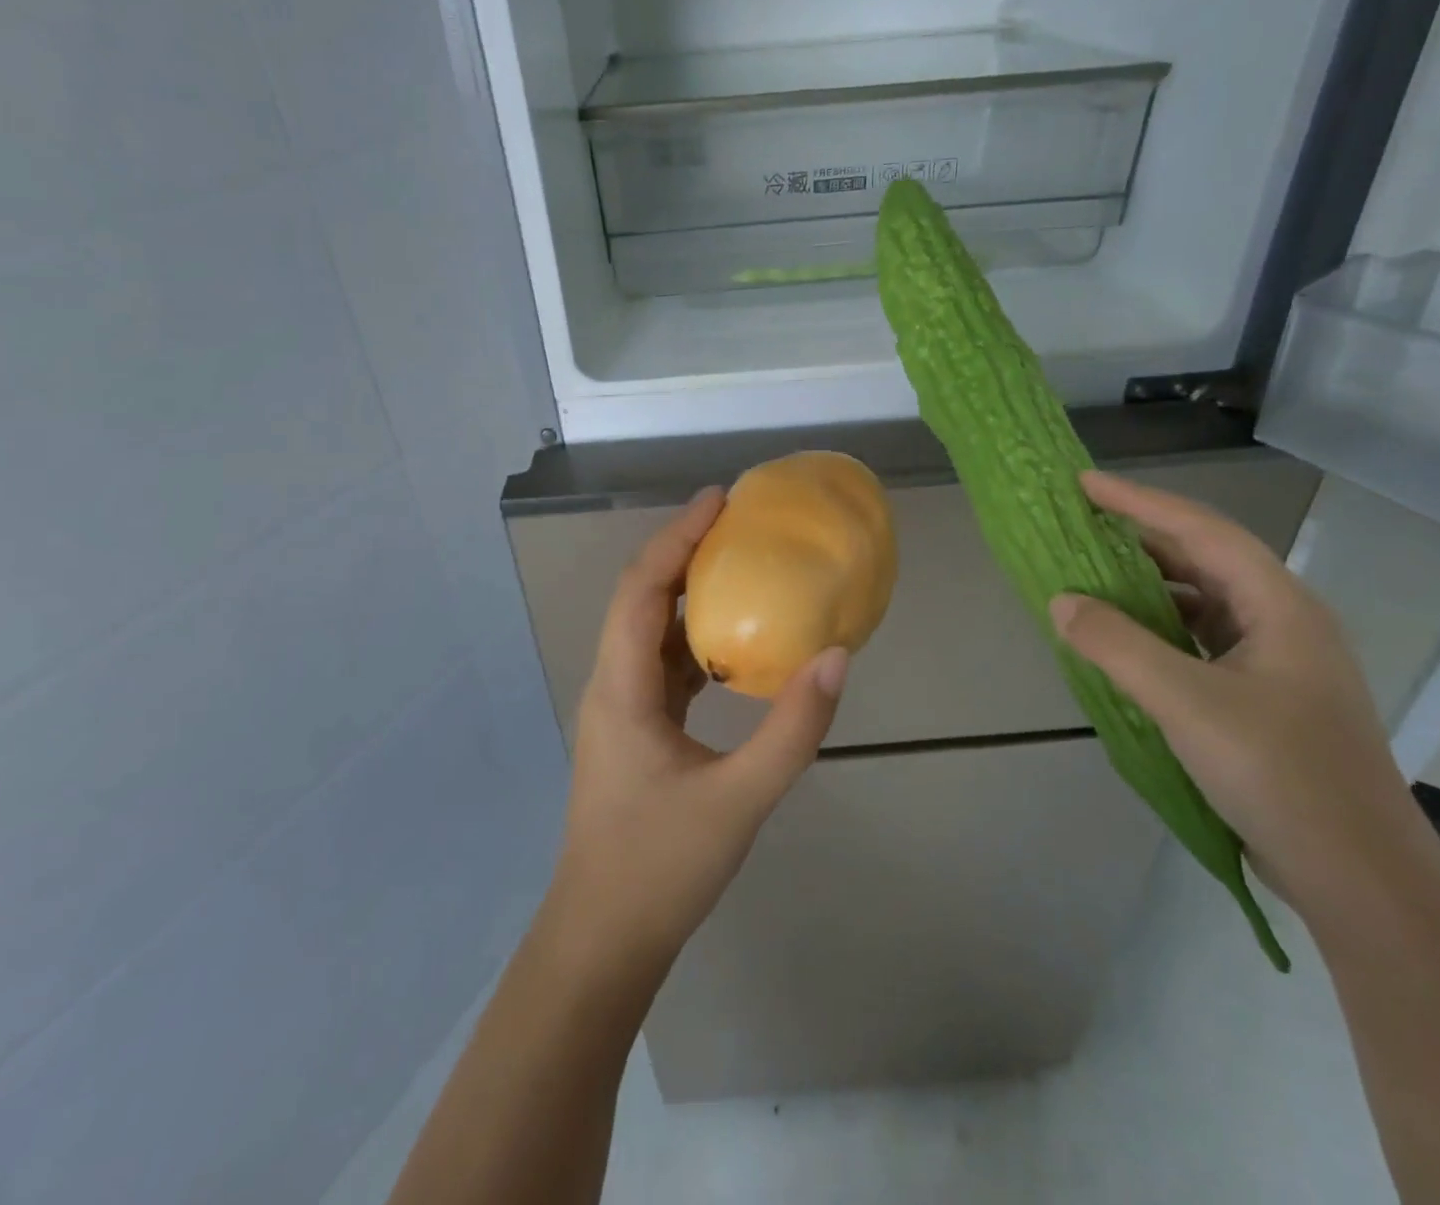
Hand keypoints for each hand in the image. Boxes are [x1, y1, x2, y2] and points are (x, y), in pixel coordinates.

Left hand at [547, 488, 849, 979]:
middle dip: (683, 552)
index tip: (719, 500)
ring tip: (738, 566)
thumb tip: (835, 657)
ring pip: (650, 631)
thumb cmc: (660, 869)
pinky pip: (662, 665)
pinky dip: (694, 639)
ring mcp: (619, 709)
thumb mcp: (739, 800)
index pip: (642, 589)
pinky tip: (732, 644)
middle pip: (641, 598)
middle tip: (735, 522)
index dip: (676, 537)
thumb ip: (792, 731)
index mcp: (620, 688)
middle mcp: (611, 685)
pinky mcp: (634, 730)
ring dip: (688, 594)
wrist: (604, 939)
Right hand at [1048, 470, 1424, 915]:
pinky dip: (1156, 628)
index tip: (1084, 484)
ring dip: (1147, 585)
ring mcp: (1276, 662)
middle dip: (1141, 538)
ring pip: (1201, 602)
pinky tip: (1123, 640)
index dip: (1140, 503)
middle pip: (1204, 559)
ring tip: (1091, 576)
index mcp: (1279, 607)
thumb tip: (1061, 601)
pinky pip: (1198, 640)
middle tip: (1080, 524)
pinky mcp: (1262, 697)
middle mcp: (1282, 622)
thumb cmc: (1280, 774)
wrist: (1360, 876)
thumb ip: (1117, 645)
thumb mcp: (1186, 703)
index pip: (1202, 532)